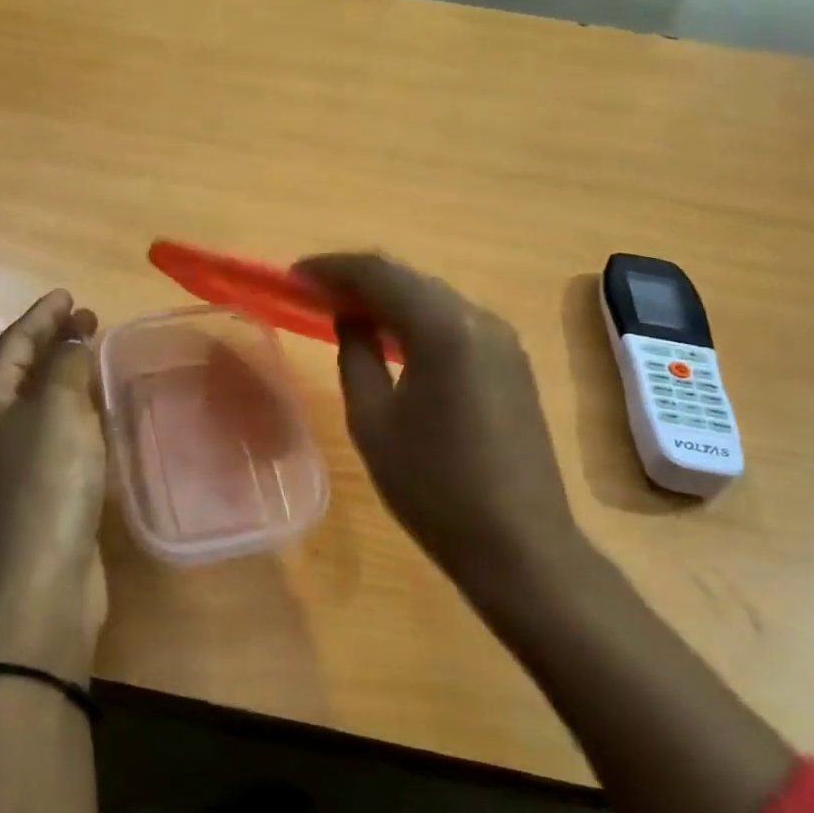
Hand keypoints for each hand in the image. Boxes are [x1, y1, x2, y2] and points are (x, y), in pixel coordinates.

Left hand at [0, 290, 107, 685]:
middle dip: (54, 341)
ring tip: (95, 355)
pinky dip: (78, 412)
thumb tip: (72, 341)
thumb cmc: (45, 485)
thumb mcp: (57, 411)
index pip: (14, 344)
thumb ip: (66, 367)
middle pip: (24, 371)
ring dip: (66, 375)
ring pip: (42, 402)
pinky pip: (60, 433)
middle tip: (90, 320)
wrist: (40, 583)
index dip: (41, 316)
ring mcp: (18, 463)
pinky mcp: (44, 491)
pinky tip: (99, 412)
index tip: (69, 294)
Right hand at [295, 253, 582, 611]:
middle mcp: (480, 319)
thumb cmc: (433, 487)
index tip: (295, 276)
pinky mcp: (513, 363)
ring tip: (346, 311)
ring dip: (390, 298)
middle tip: (315, 292)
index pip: (379, 274)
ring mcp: (503, 340)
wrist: (518, 543)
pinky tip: (394, 338)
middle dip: (360, 279)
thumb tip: (351, 317)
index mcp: (444, 328)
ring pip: (435, 299)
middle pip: (411, 279)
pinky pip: (456, 324)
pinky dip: (418, 320)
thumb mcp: (373, 421)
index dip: (332, 269)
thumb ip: (356, 355)